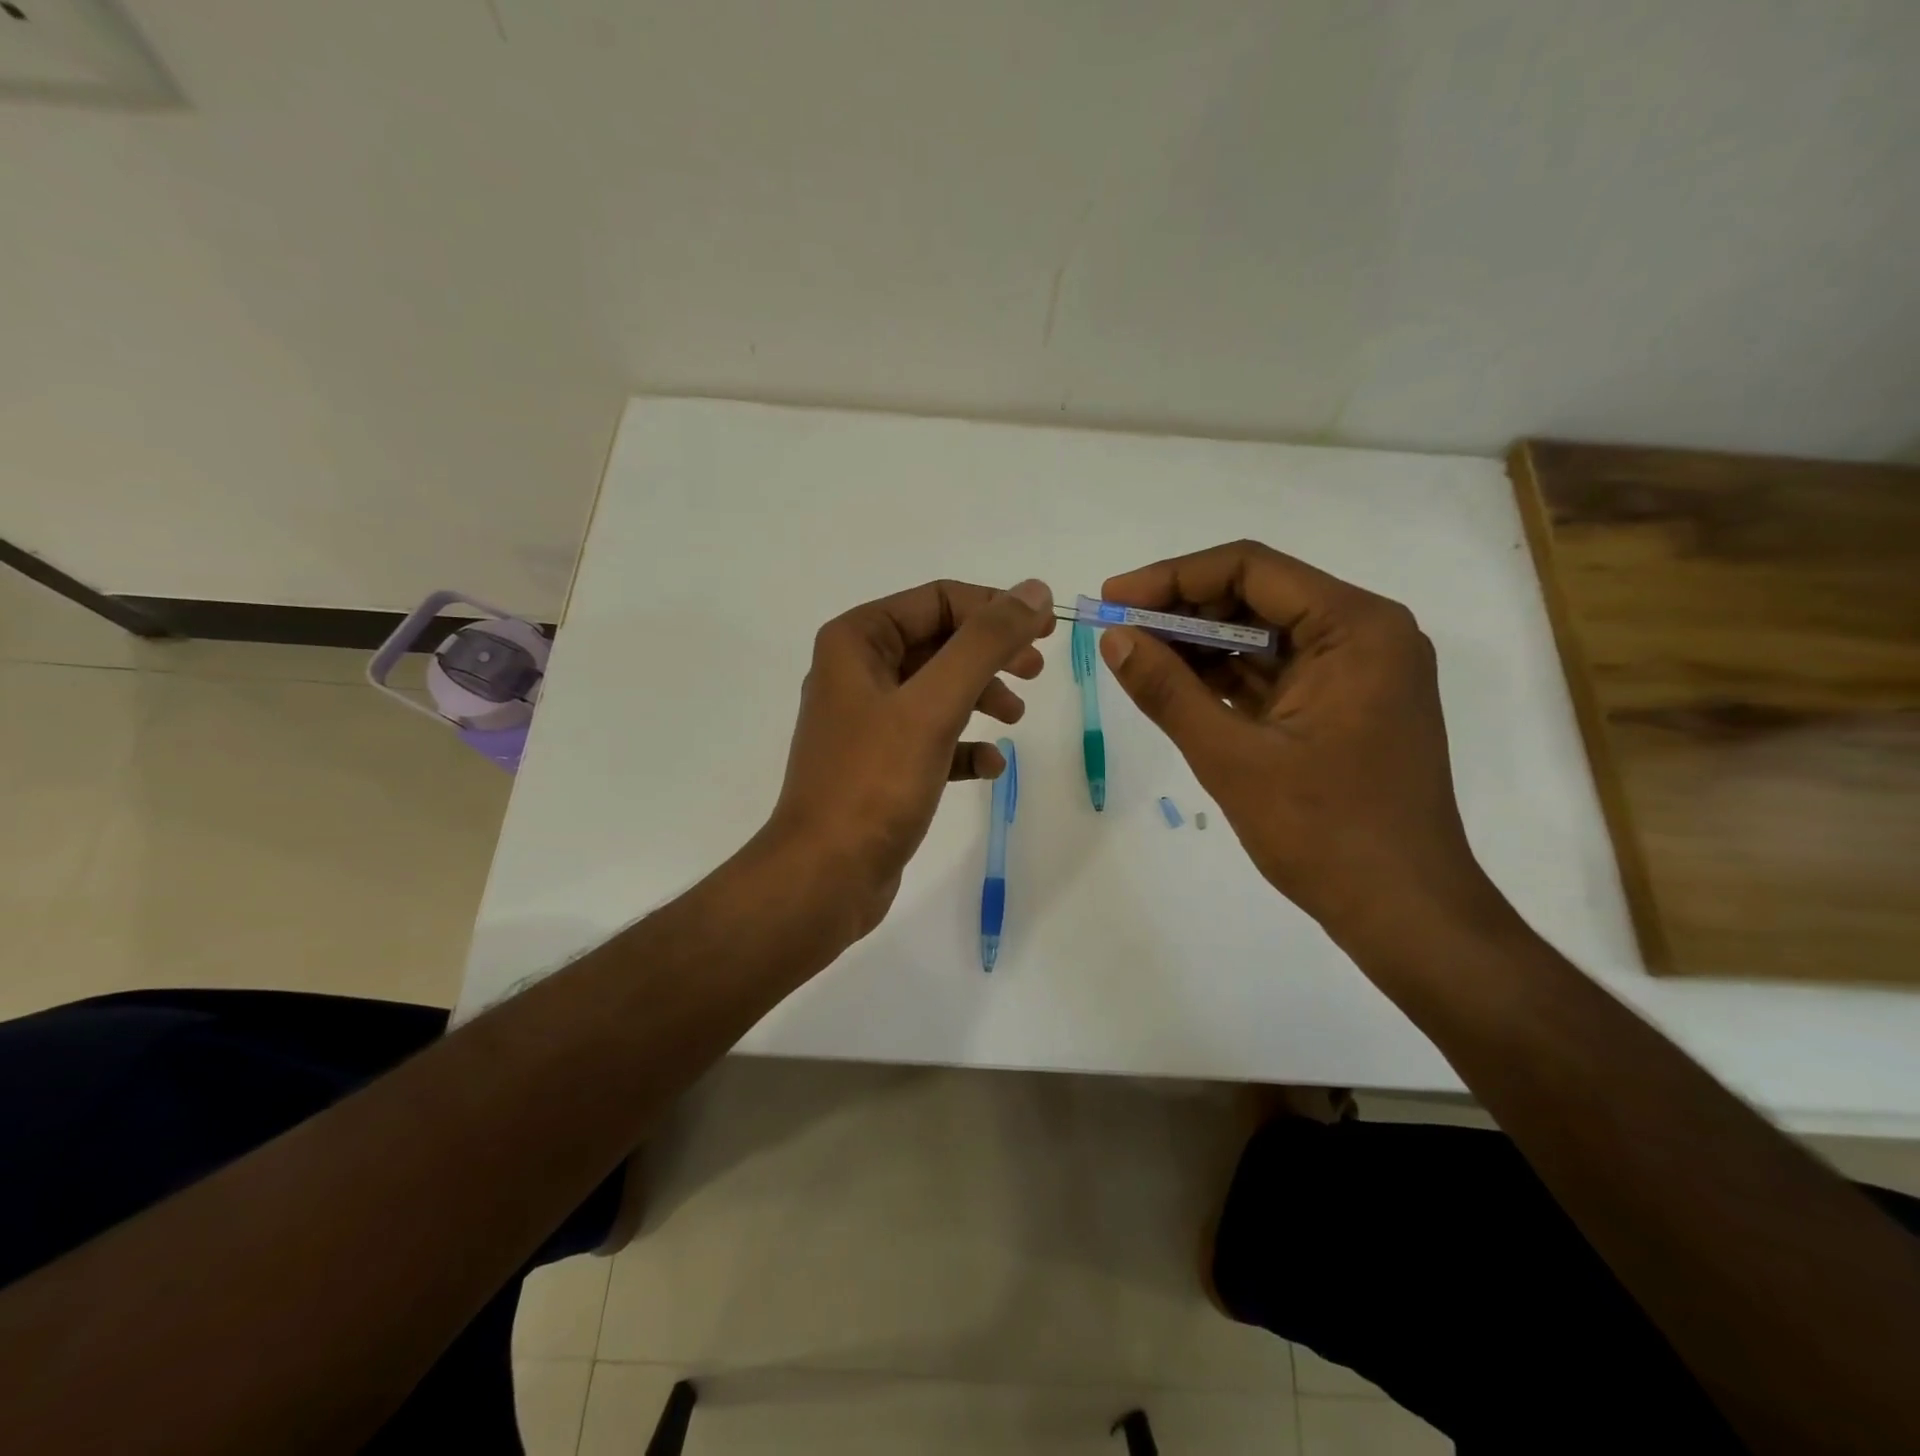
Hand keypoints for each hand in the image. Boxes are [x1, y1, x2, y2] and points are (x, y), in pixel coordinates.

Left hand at [765, 578, 1054, 935]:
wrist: (825, 876)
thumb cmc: (874, 782)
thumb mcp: (934, 705)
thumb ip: (985, 643)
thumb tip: (1034, 590)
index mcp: (857, 641)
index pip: (937, 600)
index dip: (995, 608)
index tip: (1046, 628)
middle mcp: (857, 671)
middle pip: (940, 642)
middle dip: (991, 653)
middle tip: (1036, 670)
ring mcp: (867, 720)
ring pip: (938, 690)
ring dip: (981, 696)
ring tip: (1016, 717)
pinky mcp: (881, 764)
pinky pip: (931, 738)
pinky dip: (963, 745)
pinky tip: (990, 766)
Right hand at [1097, 541, 1495, 949]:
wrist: (1404, 911)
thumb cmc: (1325, 833)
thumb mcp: (1232, 757)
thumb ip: (1168, 690)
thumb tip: (1113, 638)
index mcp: (1356, 628)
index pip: (1251, 569)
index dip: (1173, 577)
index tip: (1114, 597)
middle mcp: (1366, 634)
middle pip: (1259, 595)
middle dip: (1183, 611)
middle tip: (1119, 633)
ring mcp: (1360, 671)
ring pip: (1265, 633)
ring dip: (1201, 644)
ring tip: (1137, 658)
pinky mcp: (1347, 705)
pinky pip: (1276, 670)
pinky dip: (1227, 675)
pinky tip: (1177, 686)